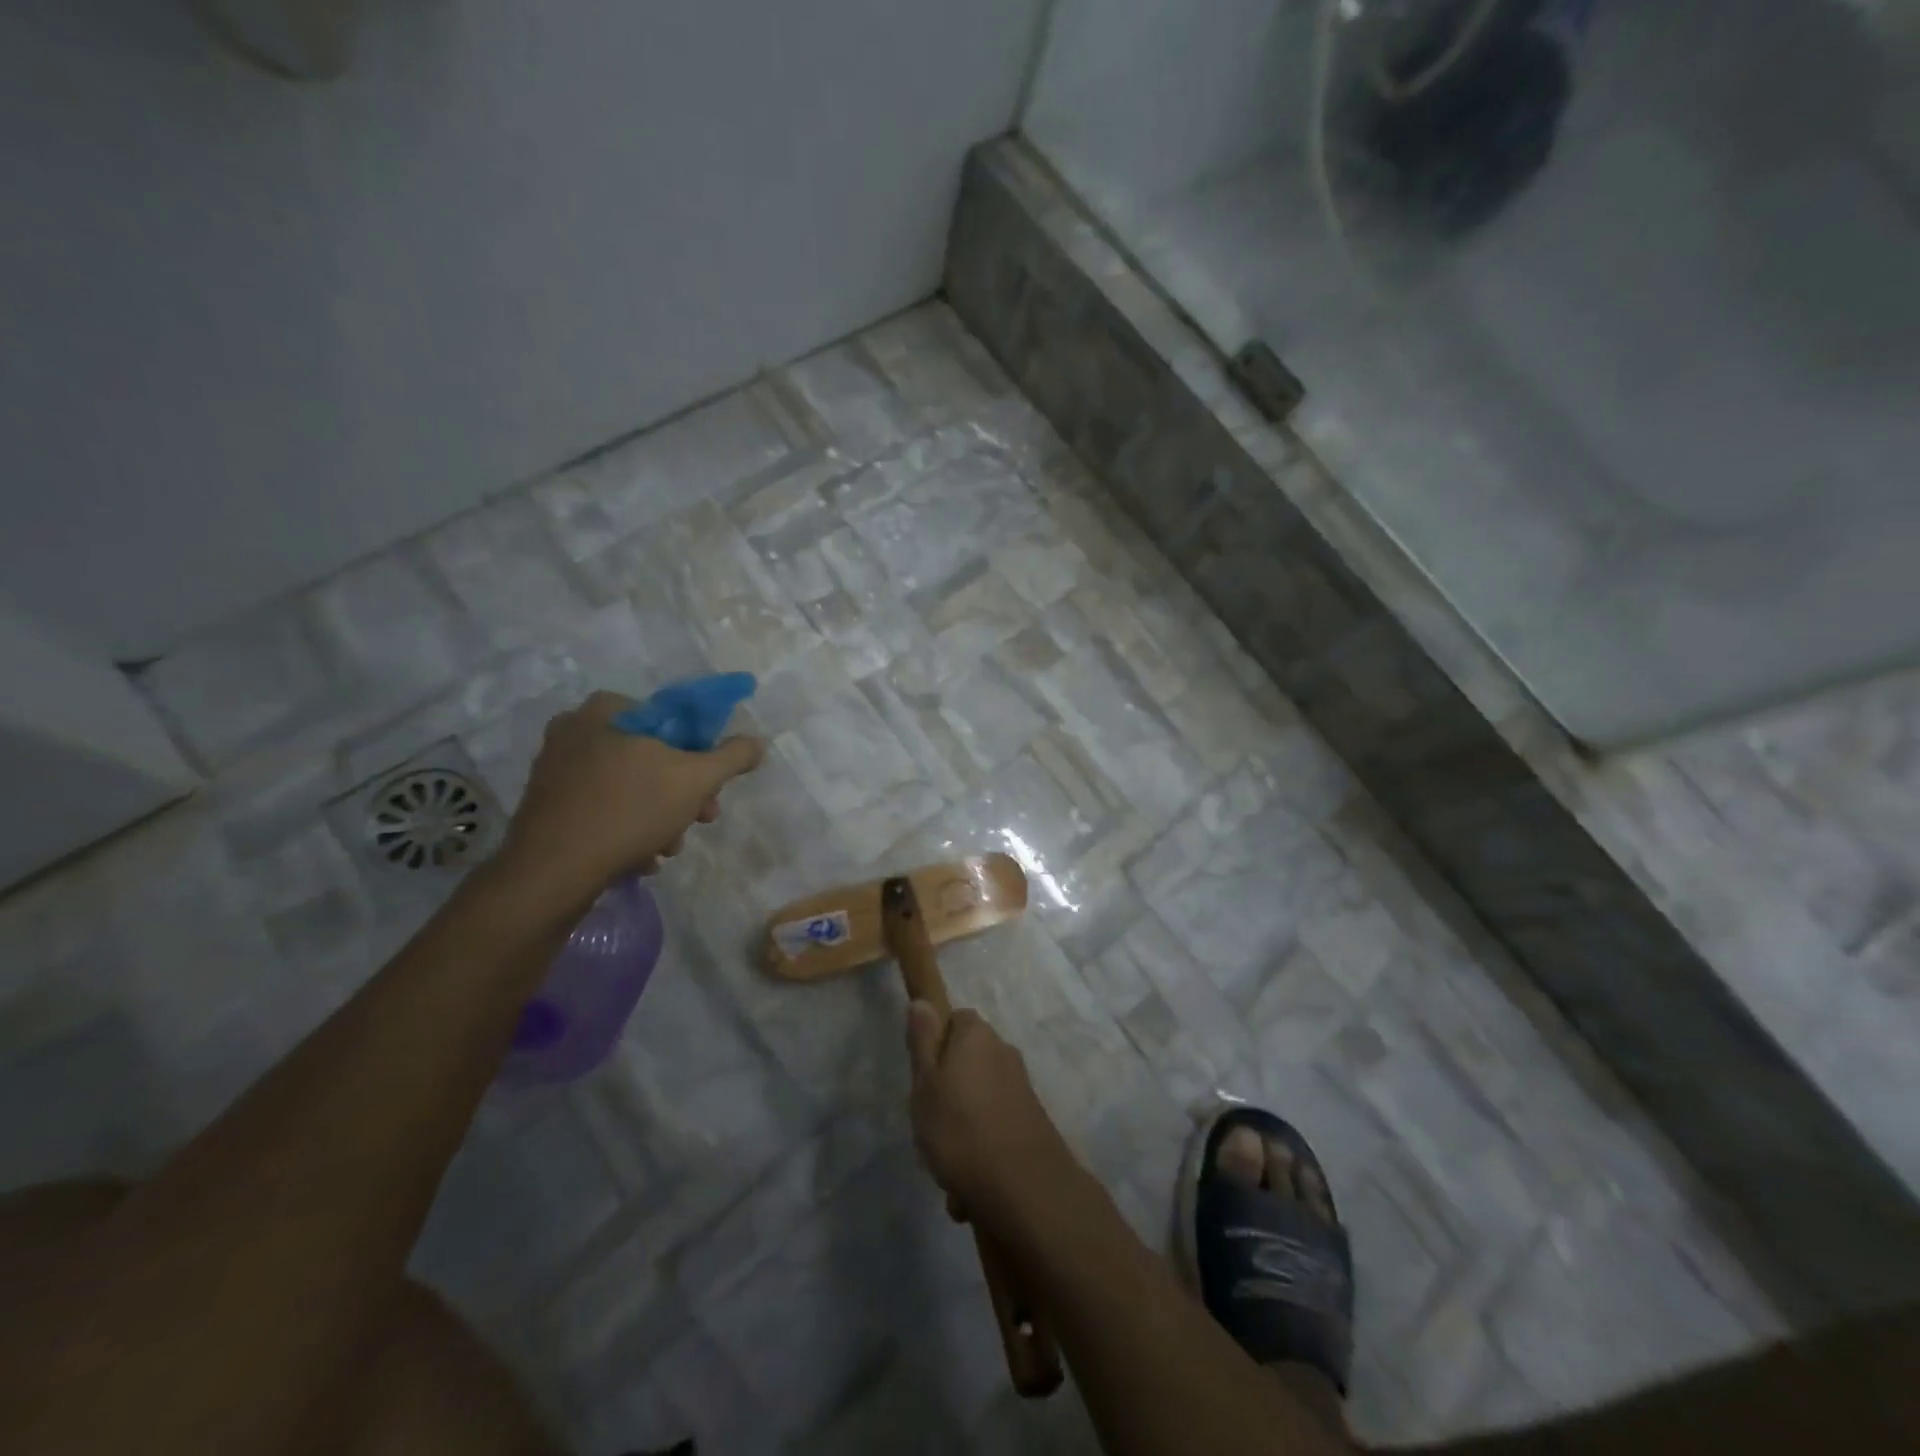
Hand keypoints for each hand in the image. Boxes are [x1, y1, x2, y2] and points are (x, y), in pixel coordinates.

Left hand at [498, 690, 764, 904]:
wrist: (552, 871)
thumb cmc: (629, 810)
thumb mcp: (696, 779)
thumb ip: (732, 756)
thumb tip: (757, 742)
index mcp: (607, 710)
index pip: (671, 720)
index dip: (700, 754)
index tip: (711, 788)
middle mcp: (575, 730)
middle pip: (652, 757)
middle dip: (681, 793)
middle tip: (699, 820)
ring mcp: (556, 768)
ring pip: (629, 787)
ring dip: (659, 816)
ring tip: (668, 847)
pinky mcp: (547, 805)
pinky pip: (602, 808)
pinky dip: (626, 828)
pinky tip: (640, 856)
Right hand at [905, 1002, 1076, 1225]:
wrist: (1024, 1188)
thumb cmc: (961, 1129)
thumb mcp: (925, 1083)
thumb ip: (922, 1041)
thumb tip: (922, 1002)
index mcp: (977, 1035)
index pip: (954, 1019)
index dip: (935, 1044)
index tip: (922, 1075)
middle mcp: (1003, 1052)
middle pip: (966, 1061)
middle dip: (947, 1091)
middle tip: (928, 1123)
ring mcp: (1020, 1087)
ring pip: (977, 1100)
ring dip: (961, 1128)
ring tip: (947, 1165)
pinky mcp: (1030, 1121)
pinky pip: (994, 1128)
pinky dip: (980, 1149)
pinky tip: (969, 1185)